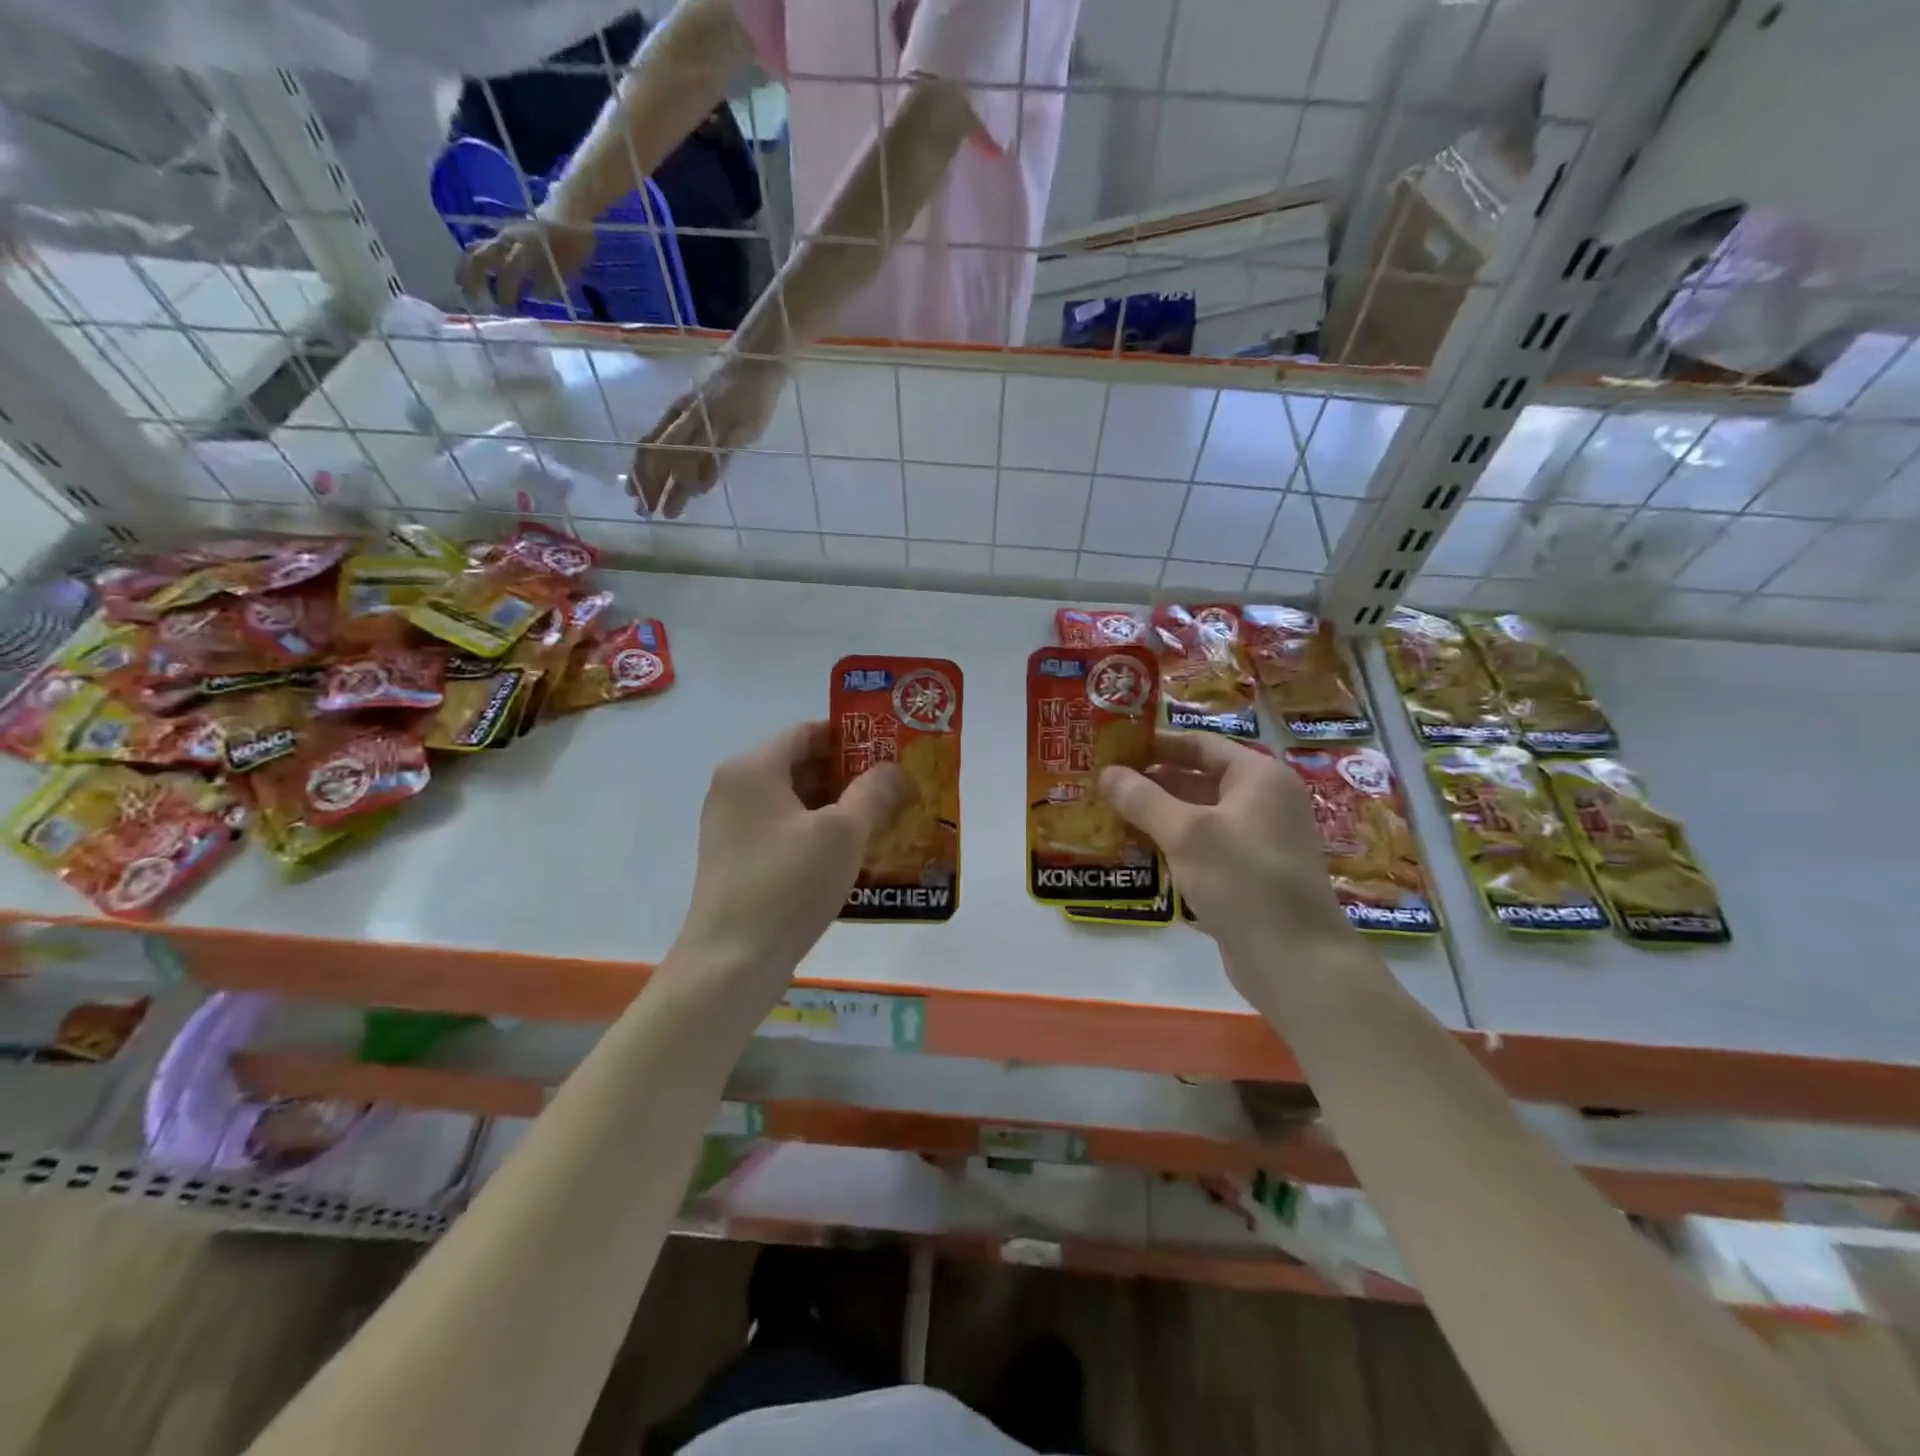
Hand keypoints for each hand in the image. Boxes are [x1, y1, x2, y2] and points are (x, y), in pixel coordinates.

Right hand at [455, 215, 595, 311]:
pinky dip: (475, 263)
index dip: (505, 293)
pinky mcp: (501, 235)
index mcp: (525, 248)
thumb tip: (534, 295)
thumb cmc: (572, 245)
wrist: (568, 214)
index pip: (508, 272)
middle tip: (472, 300)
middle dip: (473, 280)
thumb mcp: (568, 269)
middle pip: (480, 257)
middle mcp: (507, 240)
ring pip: (475, 250)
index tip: (506, 311)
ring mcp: (502, 236)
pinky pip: (481, 247)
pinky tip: (476, 279)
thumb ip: (550, 283)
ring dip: (467, 270)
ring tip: (465, 290)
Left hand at [631, 353, 784, 518]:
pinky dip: (706, 476)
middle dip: (650, 485)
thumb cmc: (727, 389)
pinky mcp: (737, 430)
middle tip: (645, 511)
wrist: (755, 365)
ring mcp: (713, 424)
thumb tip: (674, 468)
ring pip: (685, 460)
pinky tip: (699, 492)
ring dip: (675, 488)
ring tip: (670, 512)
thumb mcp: (700, 410)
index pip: (649, 445)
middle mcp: (689, 419)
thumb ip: (688, 435)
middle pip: (661, 456)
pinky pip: (717, 456)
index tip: (631, 495)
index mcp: (676, 414)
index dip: (638, 471)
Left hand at [674, 721, 909, 1002]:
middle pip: (801, 765)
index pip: (808, 731)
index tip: (890, 750)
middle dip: (850, 775)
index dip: (852, 737)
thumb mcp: (843, 833)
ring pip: (795, 802)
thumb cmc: (788, 884)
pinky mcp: (738, 860)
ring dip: (838, 807)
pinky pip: (784, 831)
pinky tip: (853, 854)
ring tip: (884, 820)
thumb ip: (873, 792)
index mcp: (753, 769)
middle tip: (895, 787)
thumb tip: (893, 769)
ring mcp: (732, 827)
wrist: (731, 963)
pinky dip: (818, 834)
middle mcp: (735, 789)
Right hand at [1100, 734, 1354, 998]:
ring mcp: (1259, 839)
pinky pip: (1206, 847)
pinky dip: (1175, 844)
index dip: (1156, 743)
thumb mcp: (1185, 833)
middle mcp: (1264, 800)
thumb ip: (1143, 798)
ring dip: (1159, 814)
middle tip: (1104, 782)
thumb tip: (1106, 772)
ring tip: (1111, 813)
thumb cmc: (1242, 879)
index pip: (1200, 744)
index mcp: (1258, 776)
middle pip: (1199, 778)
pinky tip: (1140, 851)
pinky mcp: (1251, 874)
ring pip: (1200, 815)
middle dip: (1152, 780)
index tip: (1114, 745)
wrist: (1295, 960)